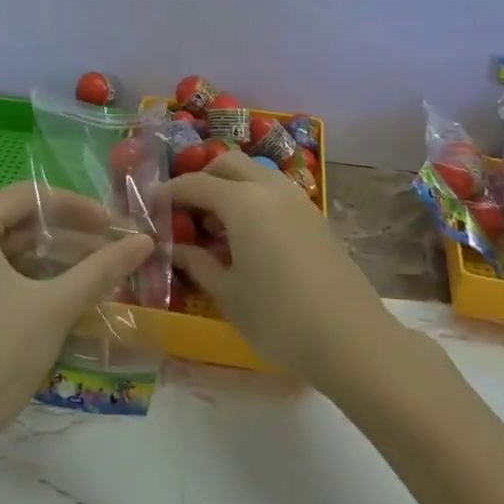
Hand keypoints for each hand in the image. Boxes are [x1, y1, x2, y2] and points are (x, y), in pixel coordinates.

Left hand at [0, 183, 152, 461]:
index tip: (112, 224)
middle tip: (108, 249)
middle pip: (14, 224)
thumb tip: (145, 241)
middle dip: (65, 236)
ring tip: (93, 273)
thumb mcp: (55, 307)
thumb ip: (102, 268)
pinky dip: (23, 280)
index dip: (75, 206)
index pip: (26, 198)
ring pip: (2, 254)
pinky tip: (58, 296)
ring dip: (47, 260)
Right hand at [169, 151, 398, 388]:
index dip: (169, 192)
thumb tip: (176, 247)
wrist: (352, 339)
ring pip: (256, 174)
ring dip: (231, 186)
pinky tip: (249, 237)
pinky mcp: (316, 218)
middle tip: (186, 211)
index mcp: (242, 202)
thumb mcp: (227, 294)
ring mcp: (299, 201)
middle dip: (202, 178)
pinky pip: (276, 193)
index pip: (195, 183)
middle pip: (228, 164)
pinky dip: (254, 199)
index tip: (151, 207)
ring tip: (217, 224)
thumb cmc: (278, 318)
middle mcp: (270, 189)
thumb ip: (198, 263)